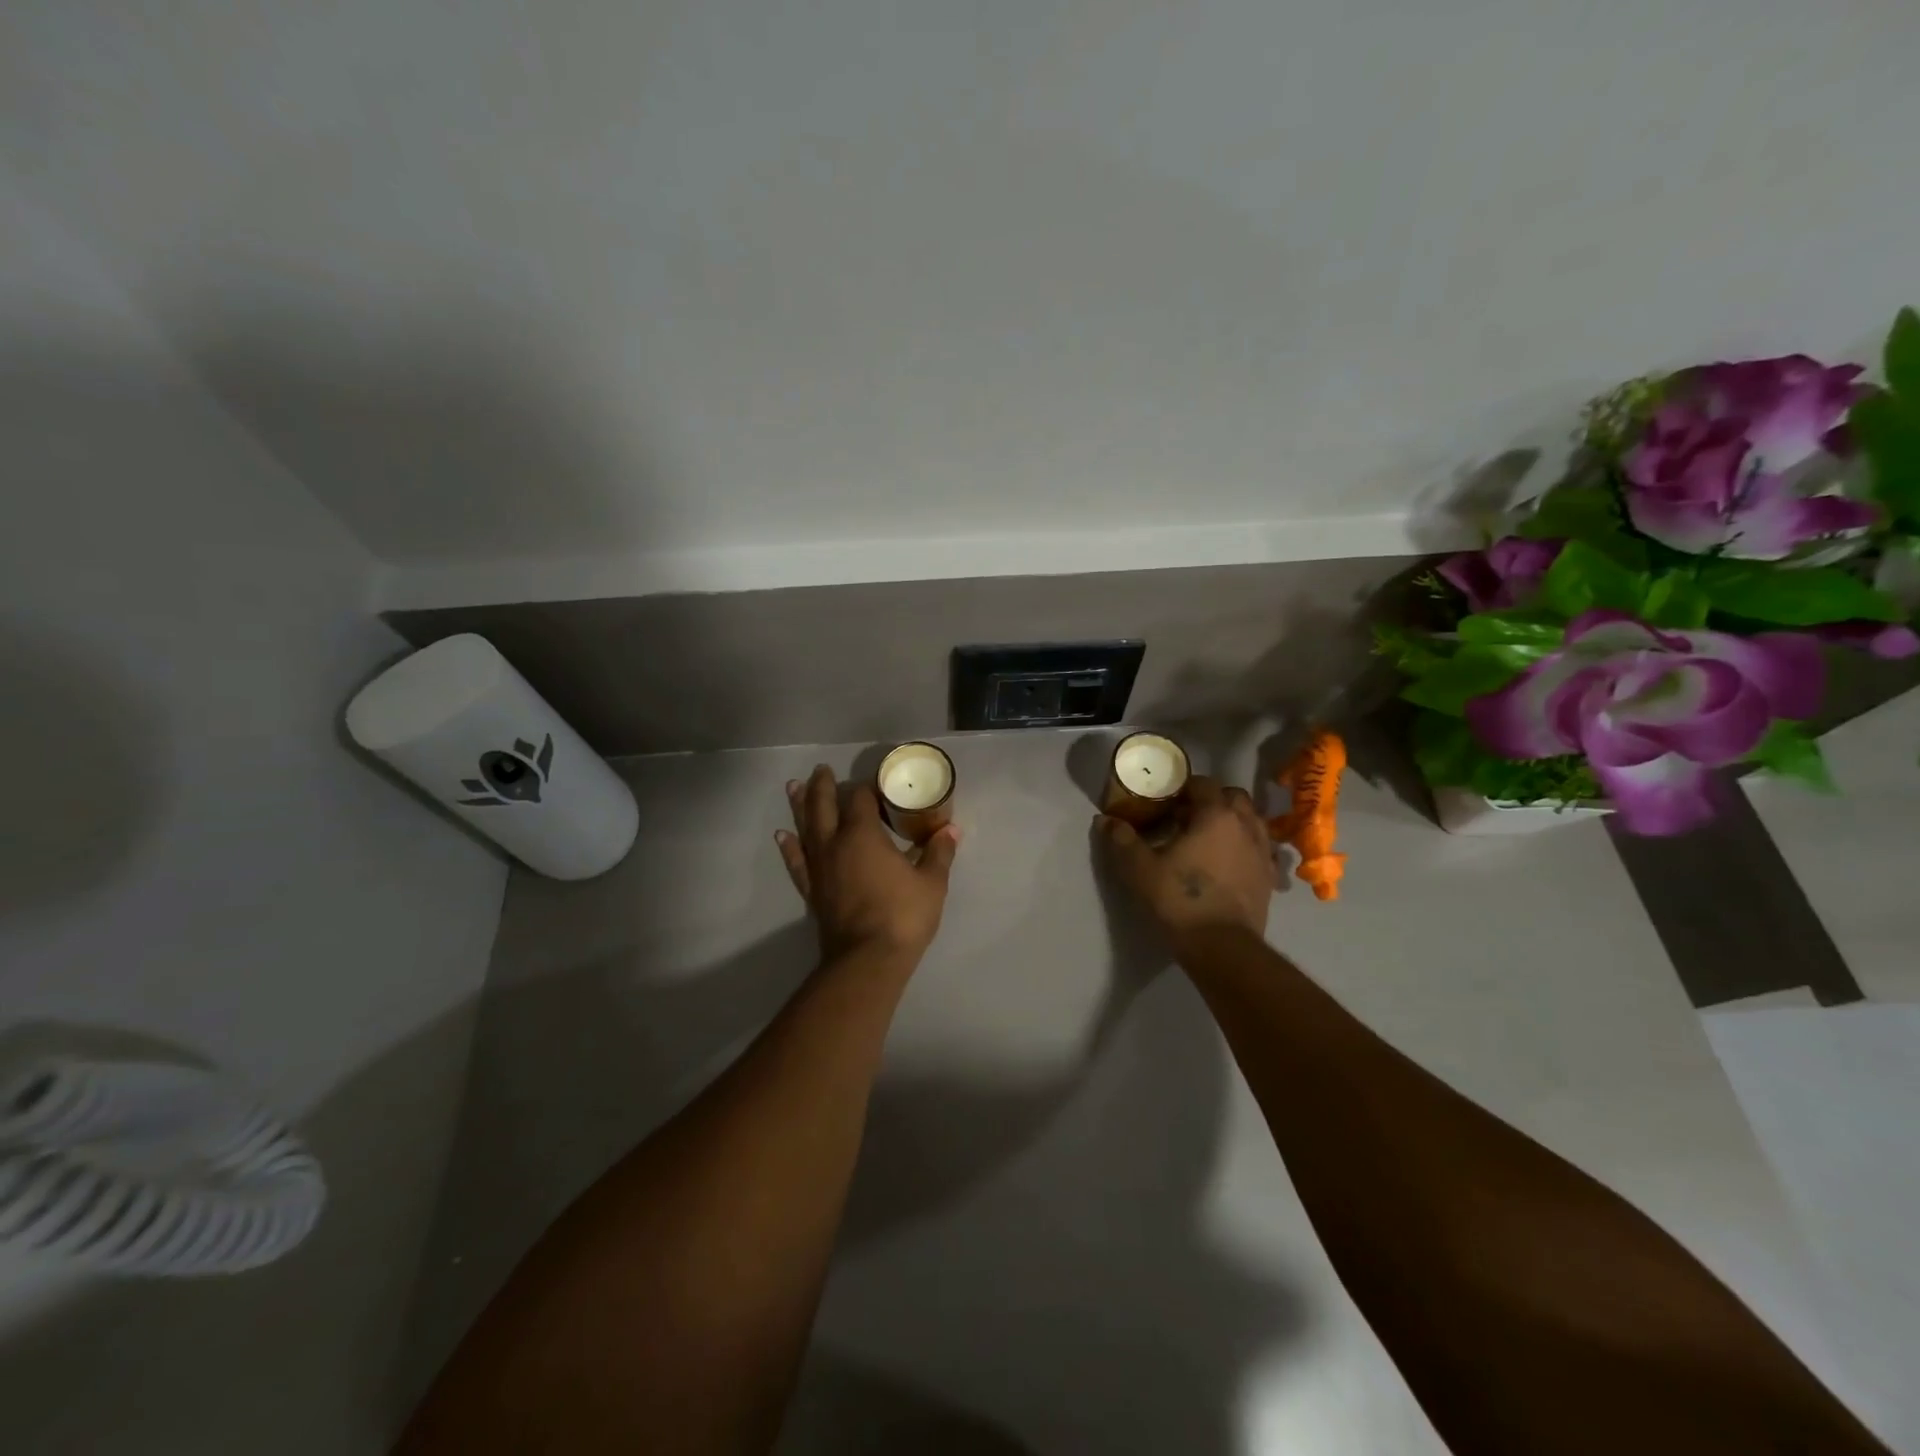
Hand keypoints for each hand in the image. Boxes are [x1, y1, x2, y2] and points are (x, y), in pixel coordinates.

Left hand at [775, 764, 960, 964]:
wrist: (867, 960)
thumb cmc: (903, 915)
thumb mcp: (931, 882)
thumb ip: (938, 853)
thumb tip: (951, 830)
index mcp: (863, 834)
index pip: (859, 797)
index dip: (867, 786)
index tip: (877, 782)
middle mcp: (835, 843)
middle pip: (823, 805)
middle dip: (823, 785)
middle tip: (821, 769)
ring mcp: (819, 867)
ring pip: (804, 828)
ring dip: (800, 806)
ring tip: (793, 787)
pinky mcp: (812, 890)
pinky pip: (797, 861)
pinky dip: (790, 847)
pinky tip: (783, 836)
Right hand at [1097, 777, 1275, 944]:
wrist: (1221, 947)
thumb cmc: (1179, 900)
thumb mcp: (1140, 869)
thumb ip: (1122, 840)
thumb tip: (1103, 820)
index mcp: (1216, 815)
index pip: (1202, 783)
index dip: (1182, 788)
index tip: (1164, 801)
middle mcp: (1245, 825)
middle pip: (1232, 797)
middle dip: (1211, 800)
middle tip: (1186, 817)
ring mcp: (1262, 851)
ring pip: (1251, 820)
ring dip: (1231, 821)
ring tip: (1208, 838)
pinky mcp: (1269, 877)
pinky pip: (1260, 848)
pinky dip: (1244, 846)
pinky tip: (1228, 862)